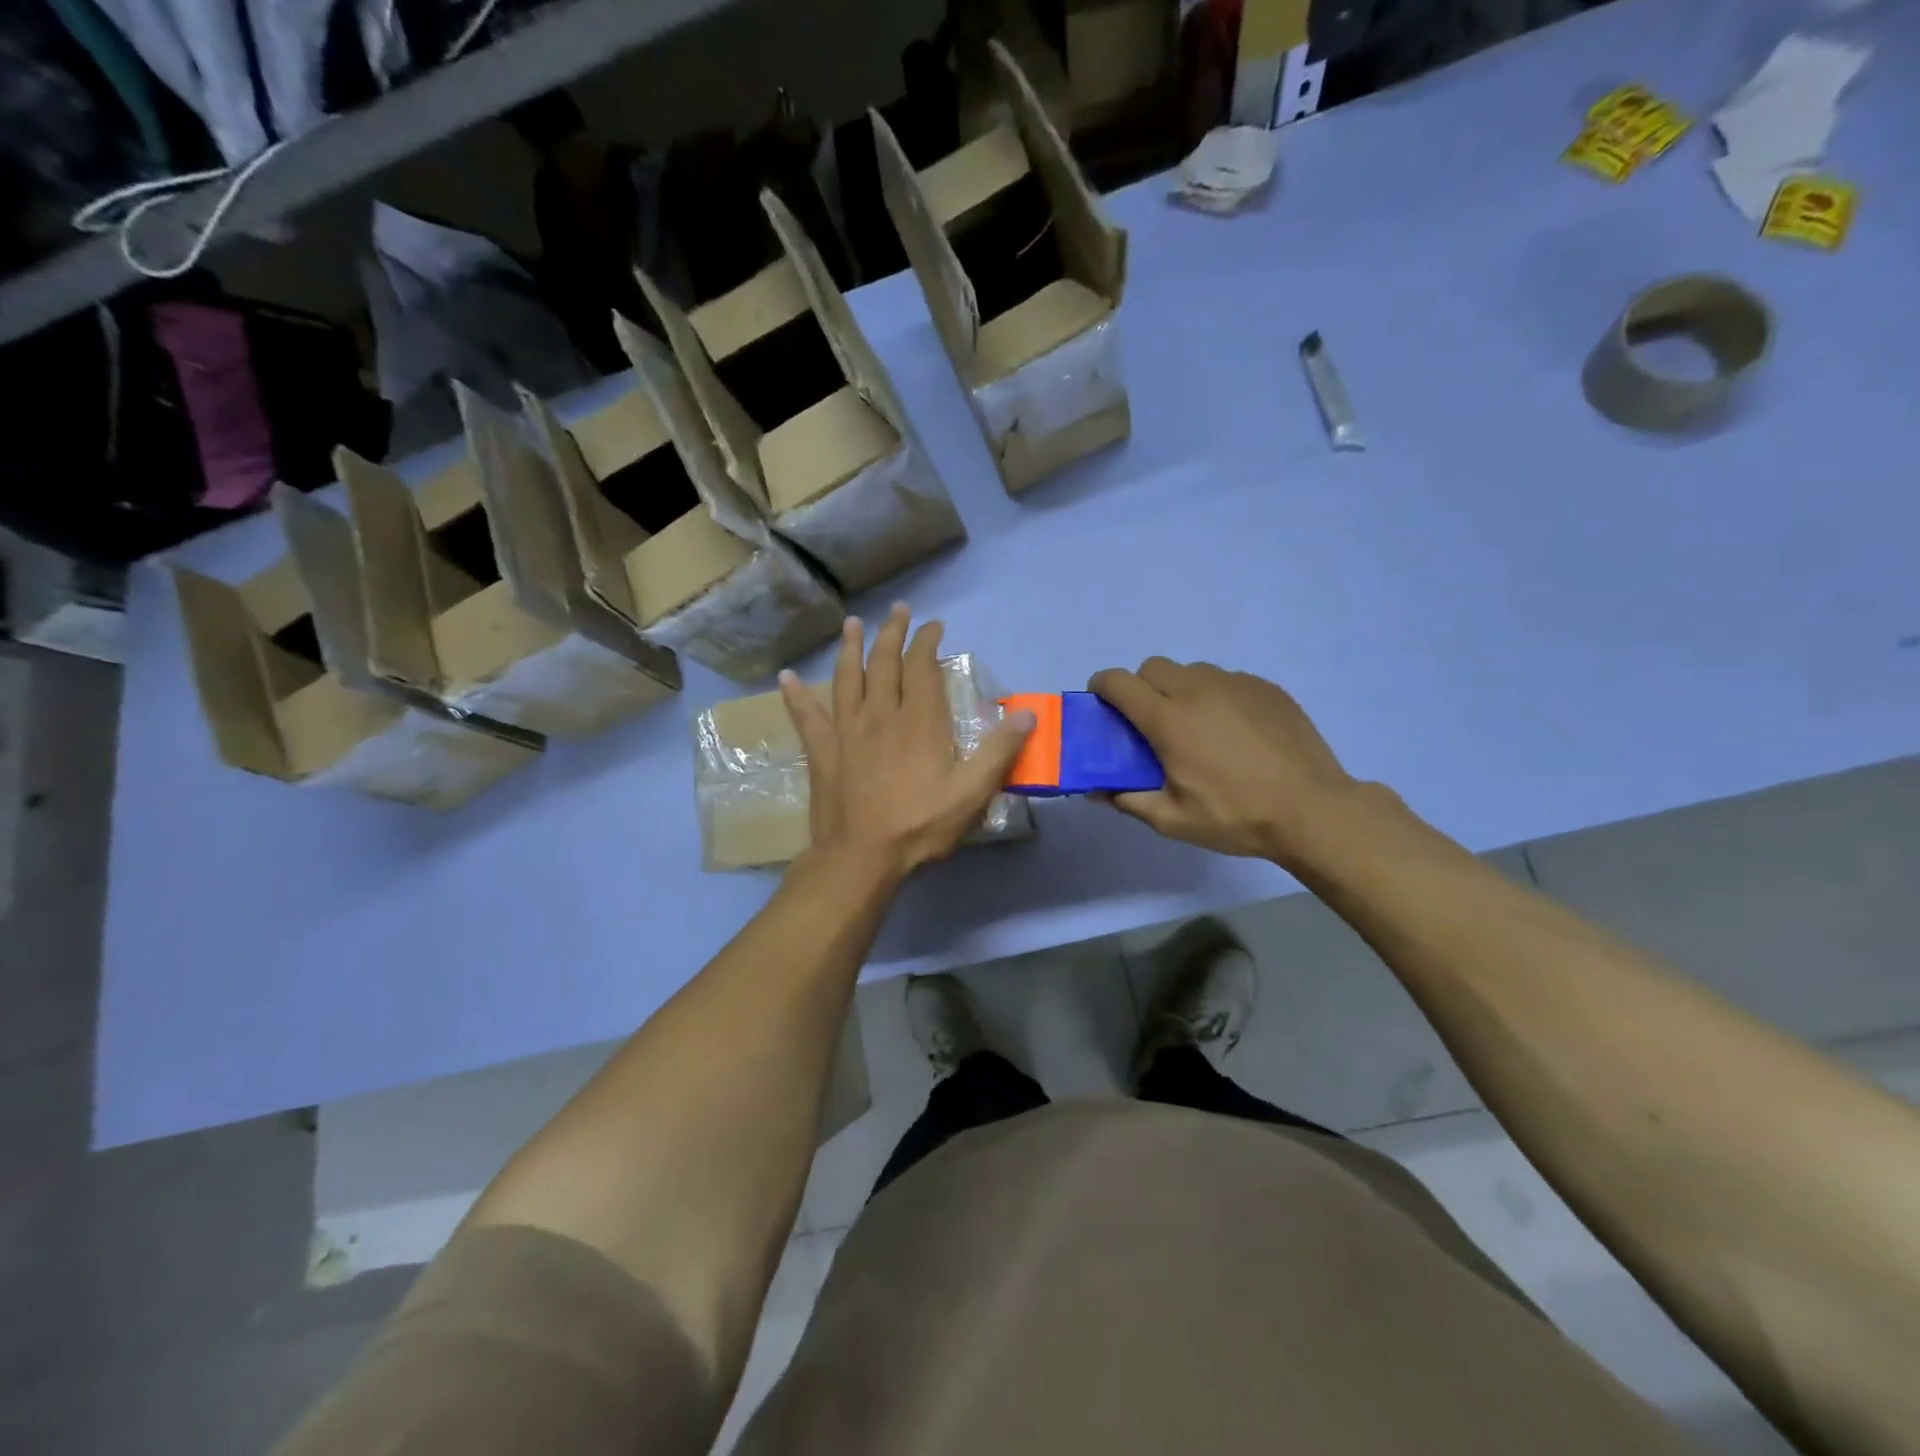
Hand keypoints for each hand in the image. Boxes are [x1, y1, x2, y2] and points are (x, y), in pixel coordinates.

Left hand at [781, 605, 1034, 884]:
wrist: (861, 857)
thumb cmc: (920, 825)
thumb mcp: (972, 793)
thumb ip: (999, 751)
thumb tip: (1027, 714)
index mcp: (918, 720)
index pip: (922, 666)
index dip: (928, 641)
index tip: (934, 625)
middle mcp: (880, 714)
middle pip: (884, 662)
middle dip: (893, 632)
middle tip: (899, 610)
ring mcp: (846, 730)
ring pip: (847, 677)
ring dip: (850, 648)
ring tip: (852, 624)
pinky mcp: (822, 751)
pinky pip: (806, 716)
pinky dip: (795, 695)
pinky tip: (785, 678)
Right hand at [1088, 658, 1363, 867]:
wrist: (1312, 810)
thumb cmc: (1236, 816)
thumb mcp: (1172, 820)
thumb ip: (1128, 800)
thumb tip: (1096, 791)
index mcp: (1169, 719)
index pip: (1119, 682)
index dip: (1102, 687)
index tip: (1102, 704)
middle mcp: (1198, 690)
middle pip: (1153, 667)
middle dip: (1141, 686)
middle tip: (1151, 722)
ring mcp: (1236, 684)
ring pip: (1192, 670)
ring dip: (1180, 689)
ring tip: (1196, 726)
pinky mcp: (1266, 688)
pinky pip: (1227, 679)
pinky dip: (1216, 695)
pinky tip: (1233, 730)